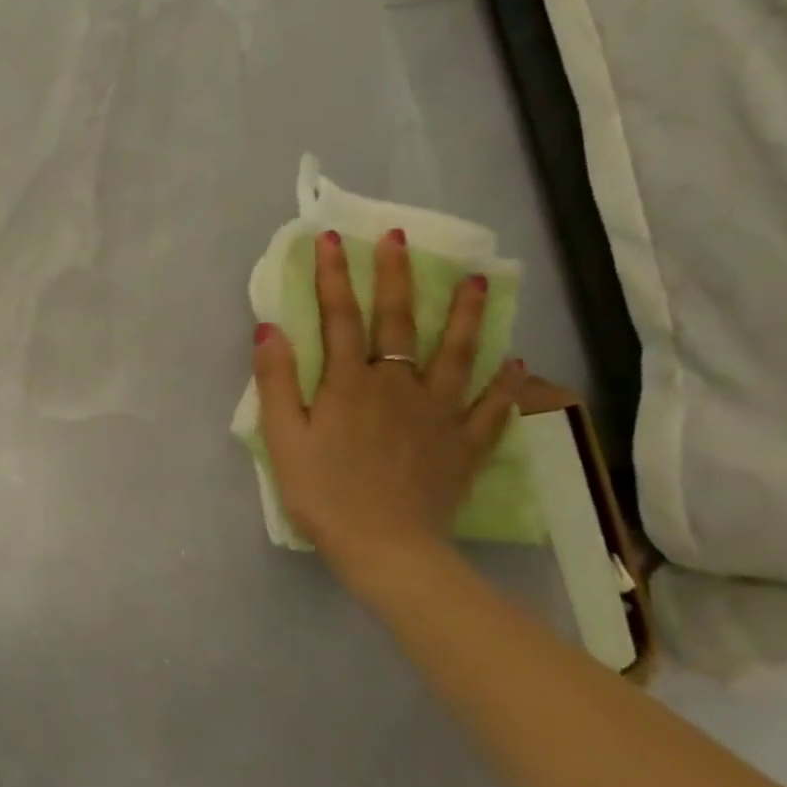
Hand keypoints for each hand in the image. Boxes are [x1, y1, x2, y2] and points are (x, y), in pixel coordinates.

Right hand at [252, 229, 525, 567]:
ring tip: (478, 281)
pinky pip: (491, 406)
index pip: (339, 317)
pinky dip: (506, 382)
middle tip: (398, 238)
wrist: (386, 548)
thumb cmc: (322, 492)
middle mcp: (397, 386)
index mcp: (349, 384)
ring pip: (456, 353)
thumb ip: (276, 381)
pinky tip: (516, 362)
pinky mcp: (464, 444)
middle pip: (397, 322)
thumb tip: (270, 328)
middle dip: (395, 276)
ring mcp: (438, 413)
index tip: (332, 239)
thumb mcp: (282, 438)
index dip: (334, 277)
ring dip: (465, 314)